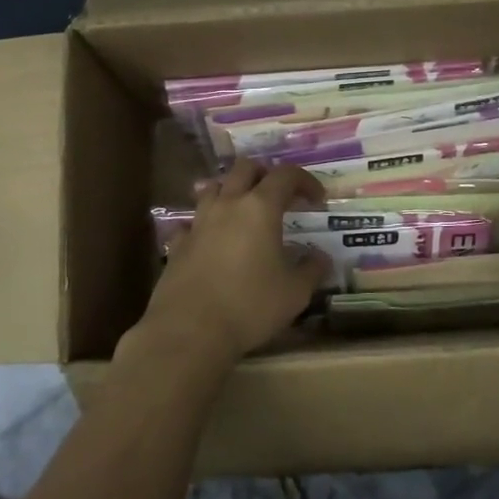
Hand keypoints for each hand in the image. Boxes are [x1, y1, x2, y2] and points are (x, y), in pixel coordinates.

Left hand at [135, 159, 330, 368]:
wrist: (190, 330)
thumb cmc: (250, 306)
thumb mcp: (295, 292)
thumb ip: (312, 269)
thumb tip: (320, 256)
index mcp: (260, 208)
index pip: (286, 175)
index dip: (305, 180)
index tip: (317, 199)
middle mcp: (227, 204)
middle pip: (245, 168)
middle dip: (266, 175)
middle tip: (280, 196)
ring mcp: (198, 222)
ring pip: (214, 187)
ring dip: (232, 191)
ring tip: (244, 211)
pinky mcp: (178, 243)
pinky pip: (191, 221)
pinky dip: (205, 223)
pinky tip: (211, 240)